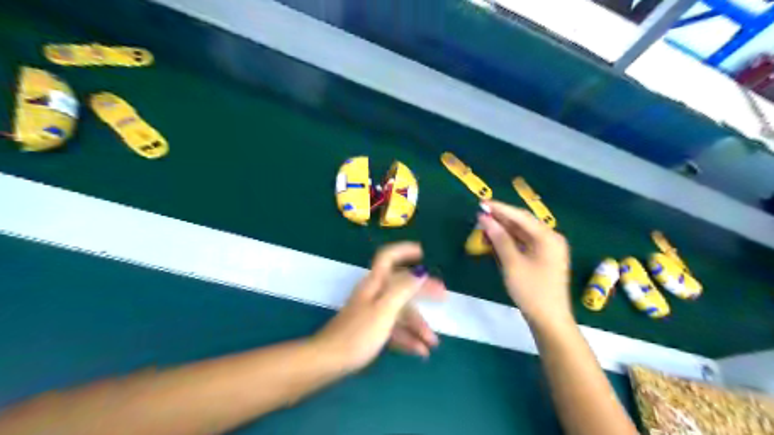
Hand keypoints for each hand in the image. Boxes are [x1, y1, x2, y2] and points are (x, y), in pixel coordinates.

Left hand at [312, 242, 444, 371]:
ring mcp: (372, 312)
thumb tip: (421, 271)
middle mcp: (374, 293)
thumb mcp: (384, 309)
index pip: (388, 257)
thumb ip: (403, 289)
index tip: (424, 252)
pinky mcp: (371, 330)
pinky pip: (394, 328)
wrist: (328, 361)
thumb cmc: (358, 333)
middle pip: (401, 286)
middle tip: (443, 296)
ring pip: (400, 311)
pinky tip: (420, 352)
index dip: (404, 250)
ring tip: (433, 342)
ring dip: (417, 325)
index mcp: (375, 283)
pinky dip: (407, 338)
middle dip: (423, 291)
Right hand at [482, 200, 570, 325]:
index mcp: (548, 237)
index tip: (482, 203)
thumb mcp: (512, 263)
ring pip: (522, 233)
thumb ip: (499, 238)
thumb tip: (485, 219)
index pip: (520, 216)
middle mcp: (550, 238)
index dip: (500, 209)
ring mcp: (548, 249)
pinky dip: (509, 240)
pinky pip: (524, 243)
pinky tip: (495, 238)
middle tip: (481, 213)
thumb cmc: (531, 290)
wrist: (549, 319)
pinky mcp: (543, 258)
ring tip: (484, 224)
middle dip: (501, 218)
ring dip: (504, 229)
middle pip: (522, 223)